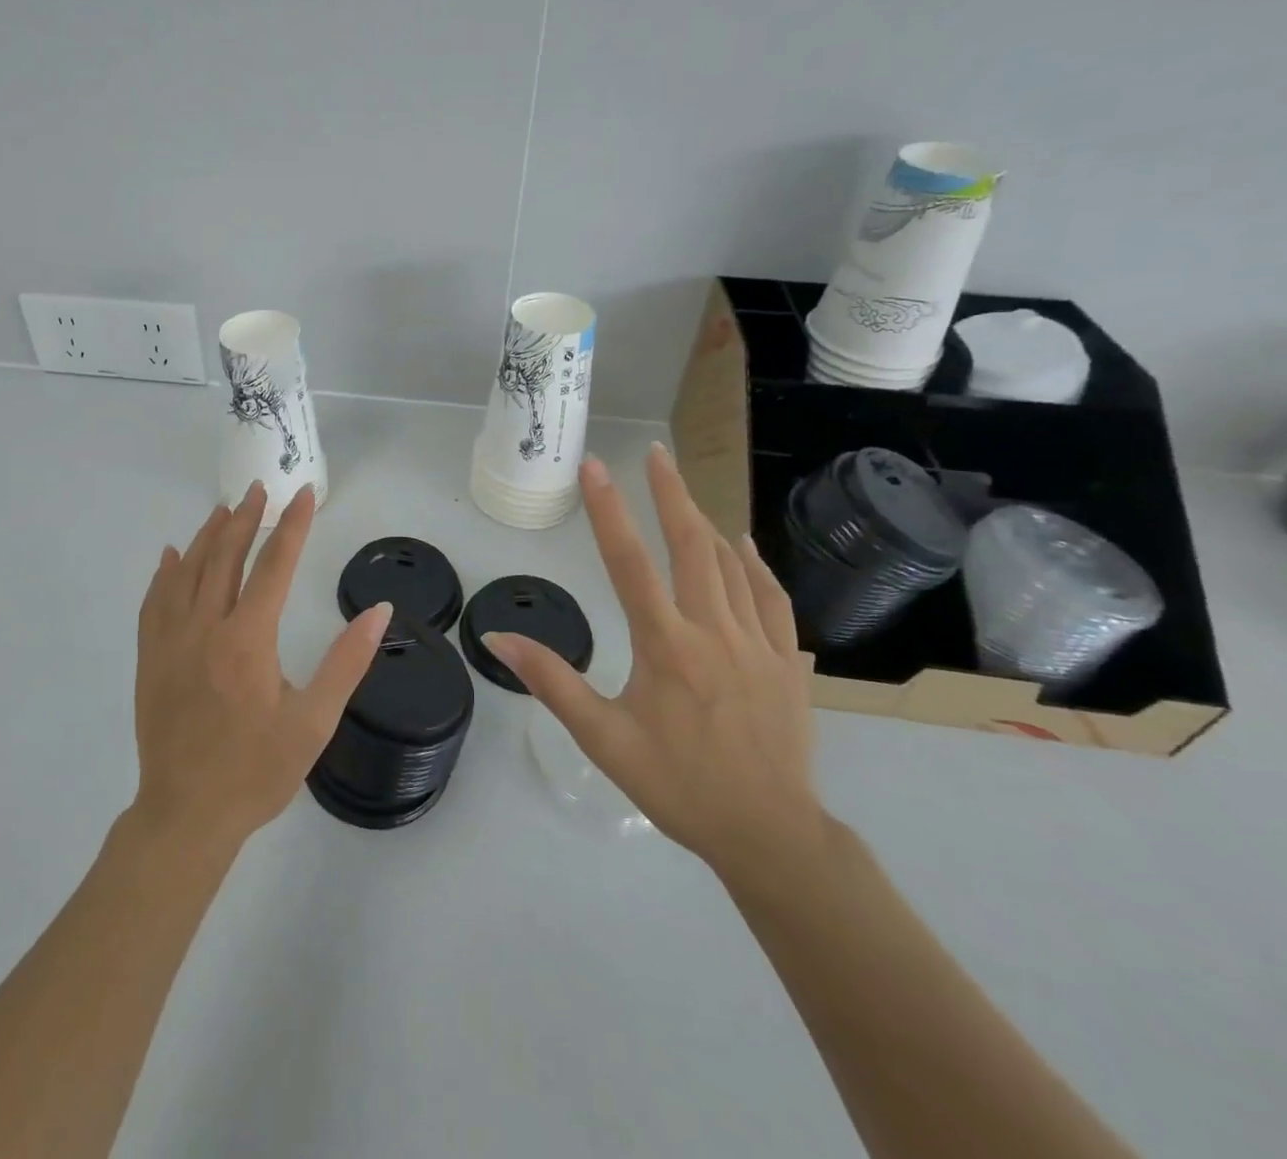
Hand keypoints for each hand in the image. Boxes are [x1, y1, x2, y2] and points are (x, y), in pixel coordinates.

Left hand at [131, 481, 393, 854]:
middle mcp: (205, 628)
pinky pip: (154, 602)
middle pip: (225, 557)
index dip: (292, 526)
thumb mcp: (314, 721)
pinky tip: (171, 556)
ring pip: (187, 572)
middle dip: (246, 518)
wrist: (186, 816)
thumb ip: (347, 662)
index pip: (274, 566)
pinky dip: (164, 573)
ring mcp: (170, 642)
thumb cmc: (257, 771)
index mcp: (247, 639)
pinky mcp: (149, 659)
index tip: (304, 493)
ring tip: (224, 509)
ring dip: (207, 536)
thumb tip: (380, 611)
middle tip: (261, 489)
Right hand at [486, 444, 824, 887]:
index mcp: (665, 644)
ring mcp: (756, 642)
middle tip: (655, 452)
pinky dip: (753, 564)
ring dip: (704, 521)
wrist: (768, 833)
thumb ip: (552, 682)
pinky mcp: (786, 661)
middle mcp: (712, 629)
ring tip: (683, 491)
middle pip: (691, 545)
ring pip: (730, 565)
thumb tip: (500, 636)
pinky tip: (742, 545)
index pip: (629, 562)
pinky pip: (770, 597)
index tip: (595, 466)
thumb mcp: (602, 738)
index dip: (608, 509)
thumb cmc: (676, 785)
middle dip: (671, 493)